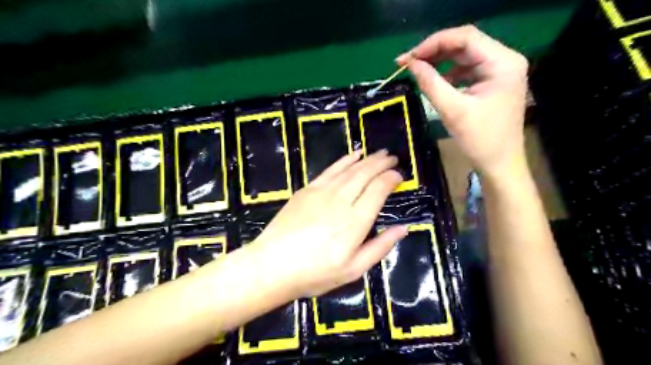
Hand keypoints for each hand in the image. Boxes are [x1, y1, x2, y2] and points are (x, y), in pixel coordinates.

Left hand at [250, 149, 405, 295]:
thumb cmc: (314, 273)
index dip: (391, 179)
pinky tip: (353, 155)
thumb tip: (403, 229)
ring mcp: (322, 192)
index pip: (378, 189)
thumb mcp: (353, 270)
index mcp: (355, 221)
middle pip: (365, 173)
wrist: (272, 265)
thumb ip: (380, 247)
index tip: (399, 176)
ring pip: (350, 169)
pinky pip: (330, 169)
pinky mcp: (307, 190)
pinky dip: (344, 160)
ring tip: (379, 153)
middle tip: (393, 158)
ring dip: (367, 159)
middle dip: (382, 163)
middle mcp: (341, 200)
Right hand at [399, 25, 530, 176]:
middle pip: (465, 44)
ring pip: (464, 56)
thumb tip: (411, 64)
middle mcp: (505, 60)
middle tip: (408, 62)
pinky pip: (467, 69)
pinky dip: (448, 73)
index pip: (465, 38)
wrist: (499, 163)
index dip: (433, 43)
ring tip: (417, 70)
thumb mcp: (452, 110)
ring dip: (440, 61)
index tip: (408, 57)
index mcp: (502, 63)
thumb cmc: (480, 139)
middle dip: (434, 51)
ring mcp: (500, 71)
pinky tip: (435, 81)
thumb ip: (430, 83)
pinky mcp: (493, 82)